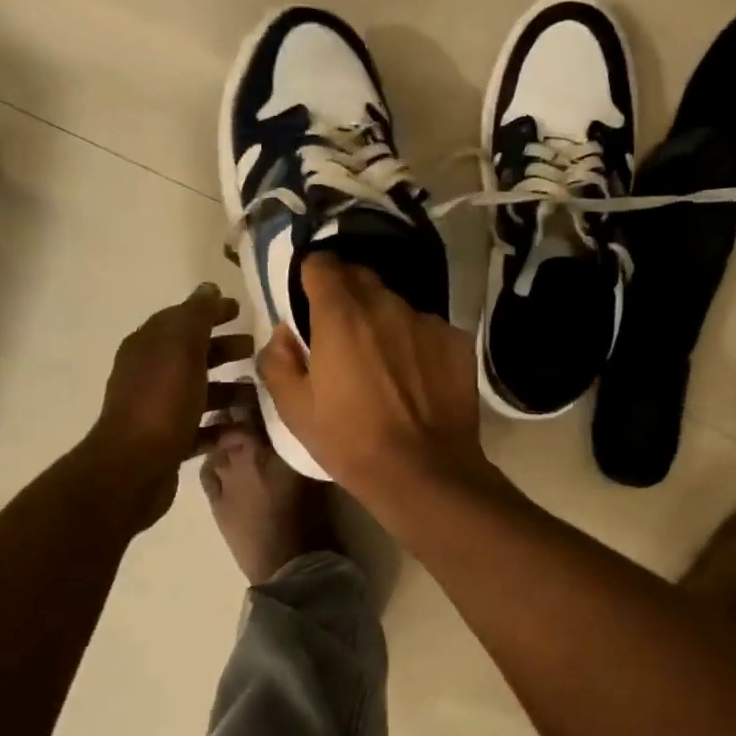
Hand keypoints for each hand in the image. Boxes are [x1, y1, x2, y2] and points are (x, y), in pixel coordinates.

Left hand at [88, 283, 249, 528]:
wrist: (134, 468)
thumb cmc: (161, 402)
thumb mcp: (182, 349)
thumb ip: (197, 316)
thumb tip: (209, 289)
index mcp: (149, 347)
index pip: (181, 319)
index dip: (210, 312)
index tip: (241, 310)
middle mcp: (151, 374)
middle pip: (193, 355)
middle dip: (224, 350)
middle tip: (256, 351)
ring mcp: (159, 410)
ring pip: (200, 392)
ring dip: (230, 390)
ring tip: (260, 395)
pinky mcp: (169, 442)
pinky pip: (202, 428)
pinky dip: (223, 426)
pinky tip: (244, 430)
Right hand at [258, 255, 487, 509]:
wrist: (424, 471)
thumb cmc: (350, 441)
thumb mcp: (294, 409)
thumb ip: (278, 359)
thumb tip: (285, 332)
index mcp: (340, 315)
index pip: (322, 264)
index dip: (312, 277)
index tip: (309, 298)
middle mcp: (386, 305)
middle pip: (361, 278)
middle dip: (347, 295)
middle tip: (342, 333)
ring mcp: (427, 321)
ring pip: (397, 305)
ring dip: (384, 321)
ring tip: (383, 361)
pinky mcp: (457, 341)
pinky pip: (428, 329)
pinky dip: (417, 343)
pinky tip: (417, 378)